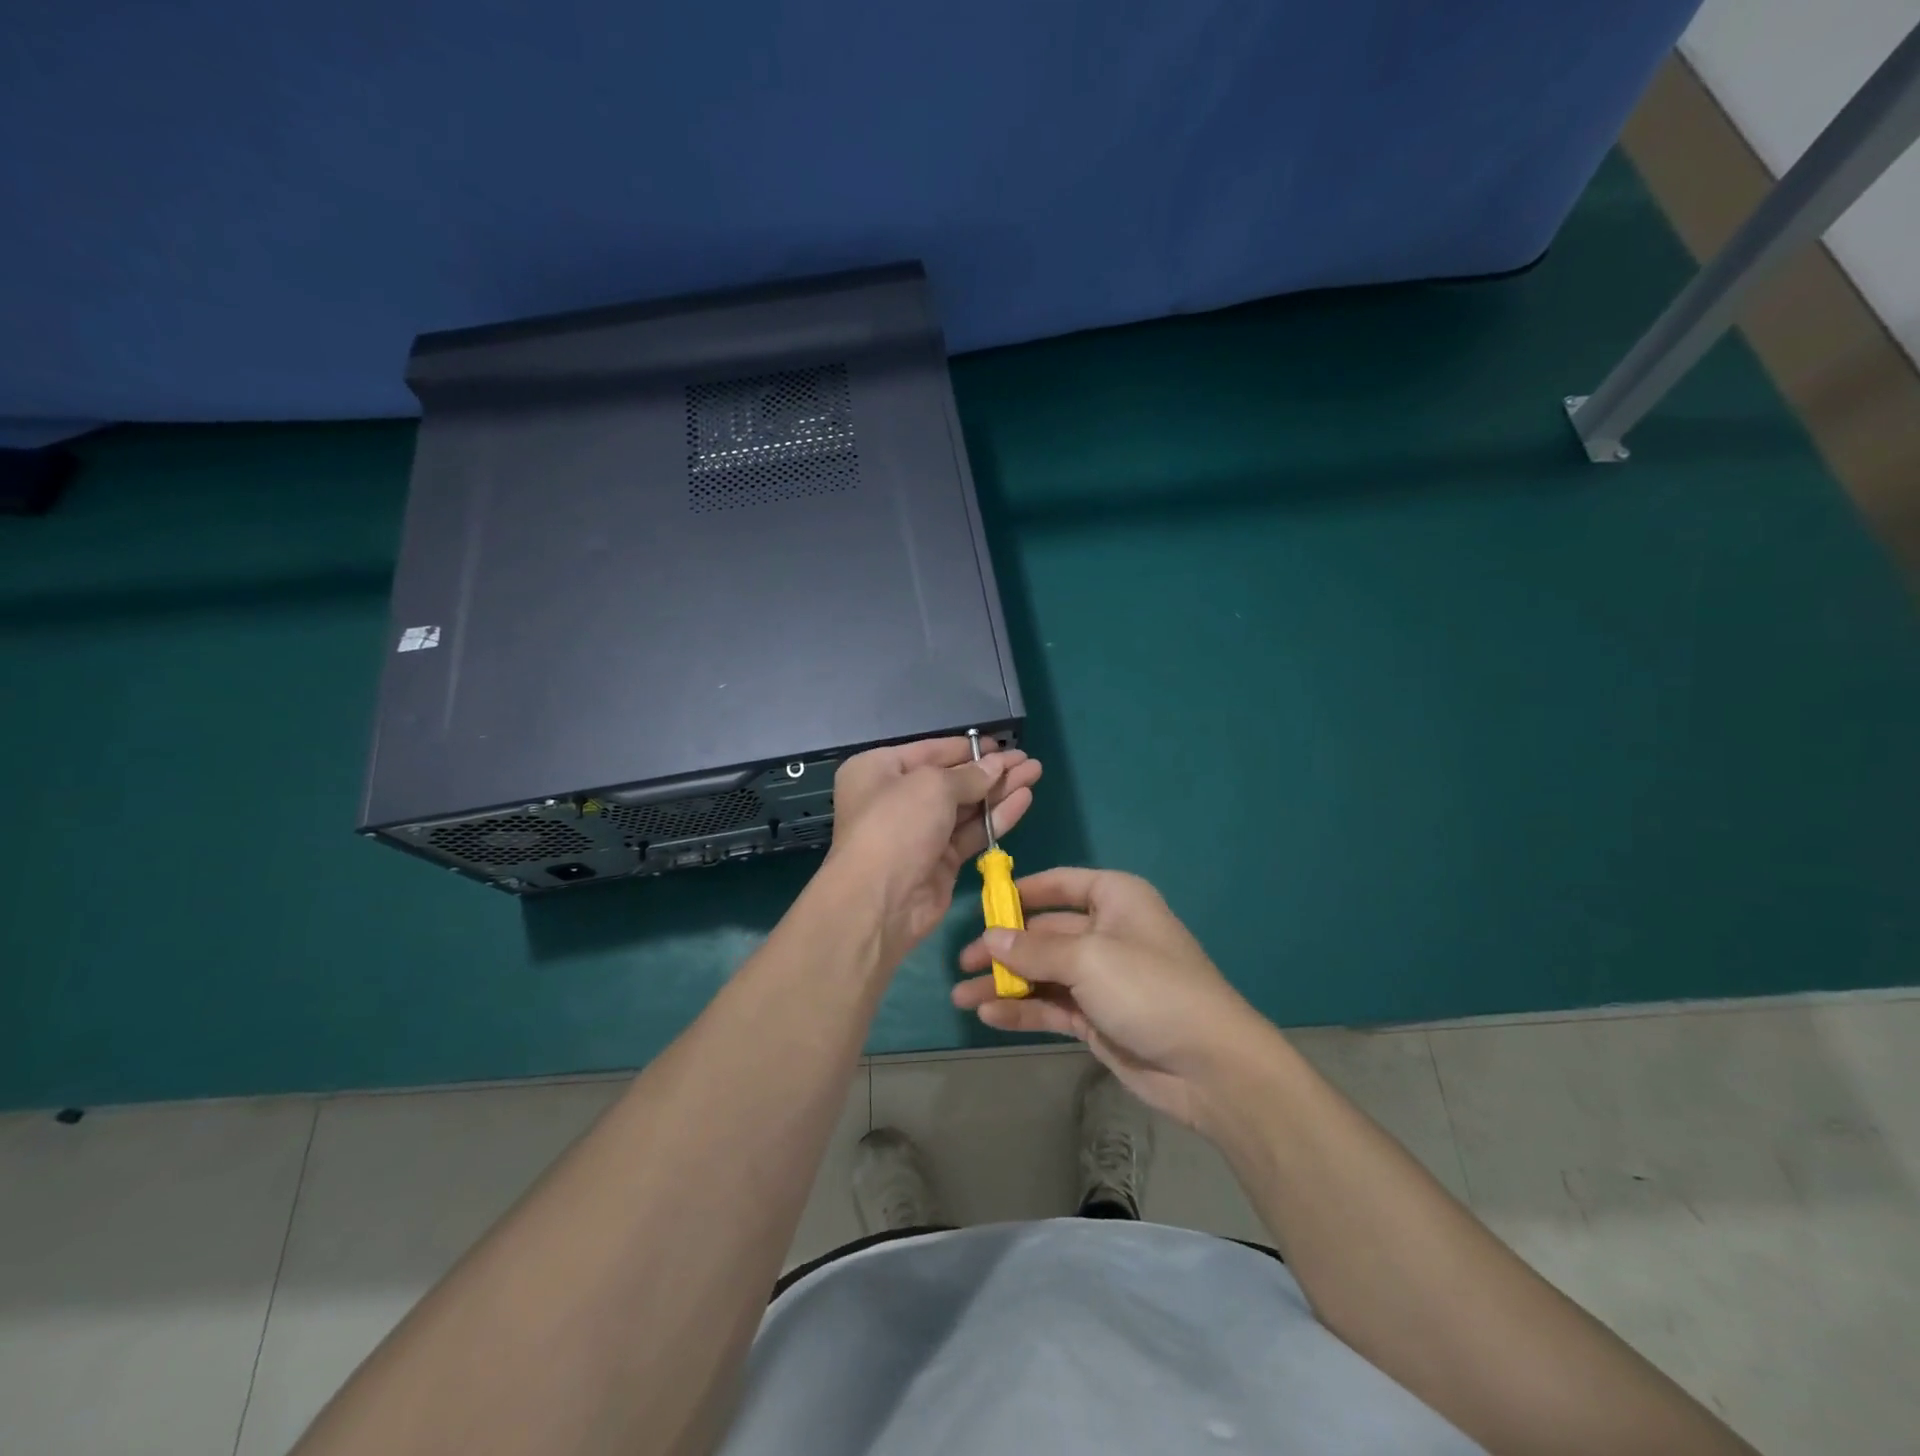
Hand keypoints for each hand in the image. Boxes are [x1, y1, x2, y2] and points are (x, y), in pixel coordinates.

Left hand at [825, 737, 1041, 964]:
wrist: (880, 901)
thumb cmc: (896, 826)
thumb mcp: (932, 786)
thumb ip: (969, 775)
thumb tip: (996, 765)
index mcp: (879, 770)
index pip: (930, 751)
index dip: (966, 748)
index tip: (1000, 744)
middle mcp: (897, 798)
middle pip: (951, 779)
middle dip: (990, 769)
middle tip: (1027, 760)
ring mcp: (920, 832)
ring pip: (966, 806)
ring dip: (999, 790)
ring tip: (1035, 772)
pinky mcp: (940, 861)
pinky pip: (972, 832)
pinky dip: (997, 816)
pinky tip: (1024, 799)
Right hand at [952, 868, 1271, 1129]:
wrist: (1209, 1066)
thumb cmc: (1150, 988)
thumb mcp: (1089, 959)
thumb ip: (1034, 950)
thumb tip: (990, 939)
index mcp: (1114, 899)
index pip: (1060, 884)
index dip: (1021, 892)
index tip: (982, 905)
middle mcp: (1106, 932)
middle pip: (1044, 933)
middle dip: (1003, 948)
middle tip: (961, 964)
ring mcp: (1101, 978)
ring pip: (1043, 973)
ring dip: (1005, 984)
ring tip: (961, 997)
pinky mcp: (1097, 1018)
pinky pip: (1051, 1006)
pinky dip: (1022, 1010)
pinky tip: (989, 1016)